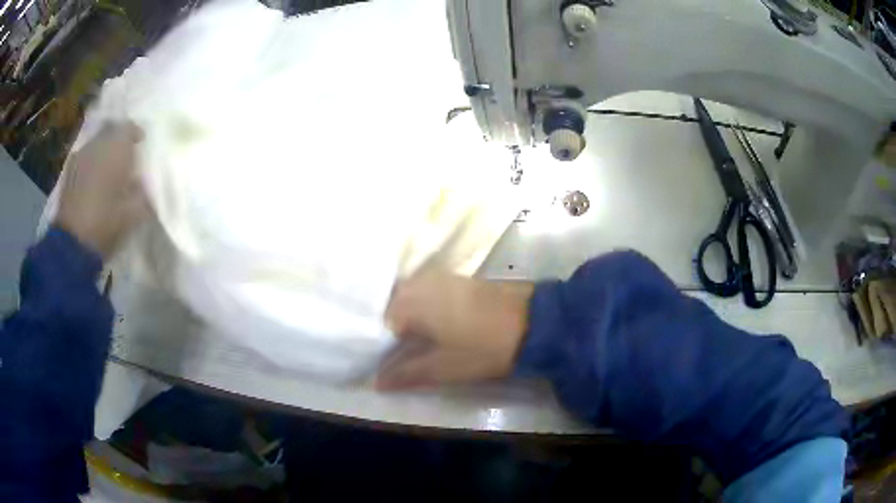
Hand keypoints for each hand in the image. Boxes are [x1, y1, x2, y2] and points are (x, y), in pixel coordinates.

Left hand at [55, 122, 147, 259]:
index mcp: (116, 148)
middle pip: (110, 132)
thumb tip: (142, 183)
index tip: (141, 144)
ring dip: (103, 152)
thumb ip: (141, 193)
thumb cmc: (106, 224)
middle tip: (125, 157)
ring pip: (96, 144)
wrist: (72, 244)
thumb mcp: (133, 213)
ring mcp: (80, 156)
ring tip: (108, 169)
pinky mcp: (69, 172)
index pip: (129, 128)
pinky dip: (91, 164)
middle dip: (118, 141)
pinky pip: (84, 158)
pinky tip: (93, 180)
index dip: (136, 134)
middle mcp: (97, 144)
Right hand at [377, 270, 534, 389]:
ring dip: (407, 316)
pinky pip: (427, 290)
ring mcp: (441, 277)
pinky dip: (422, 306)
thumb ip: (407, 373)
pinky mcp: (458, 278)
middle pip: (392, 305)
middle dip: (392, 329)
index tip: (385, 362)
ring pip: (410, 295)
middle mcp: (422, 283)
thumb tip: (376, 381)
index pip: (381, 323)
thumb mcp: (445, 368)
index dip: (381, 345)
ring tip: (415, 341)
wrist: (536, 322)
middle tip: (399, 353)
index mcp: (413, 303)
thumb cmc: (486, 349)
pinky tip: (433, 324)